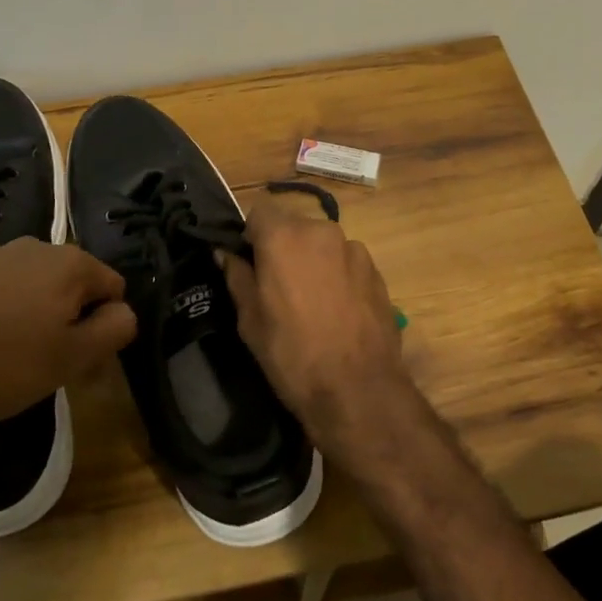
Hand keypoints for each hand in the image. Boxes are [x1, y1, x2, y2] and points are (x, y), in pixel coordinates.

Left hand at [0, 239, 135, 433]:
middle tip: (42, 358)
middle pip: (66, 280)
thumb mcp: (71, 359)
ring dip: (23, 307)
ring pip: (23, 280)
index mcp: (68, 264)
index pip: (112, 286)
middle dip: (63, 313)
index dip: (103, 323)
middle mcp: (31, 245)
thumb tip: (125, 311)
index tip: (80, 356)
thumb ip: (114, 330)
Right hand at [220, 202, 410, 451]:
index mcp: (284, 236)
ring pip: (322, 244)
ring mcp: (354, 249)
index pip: (259, 211)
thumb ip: (237, 276)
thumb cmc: (292, 354)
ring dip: (312, 261)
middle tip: (277, 286)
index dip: (250, 234)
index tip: (249, 263)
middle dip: (283, 247)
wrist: (358, 389)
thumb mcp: (250, 320)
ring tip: (311, 302)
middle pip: (293, 226)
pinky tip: (337, 311)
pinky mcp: (376, 270)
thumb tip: (225, 252)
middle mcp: (321, 231)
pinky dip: (337, 275)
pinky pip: (346, 262)